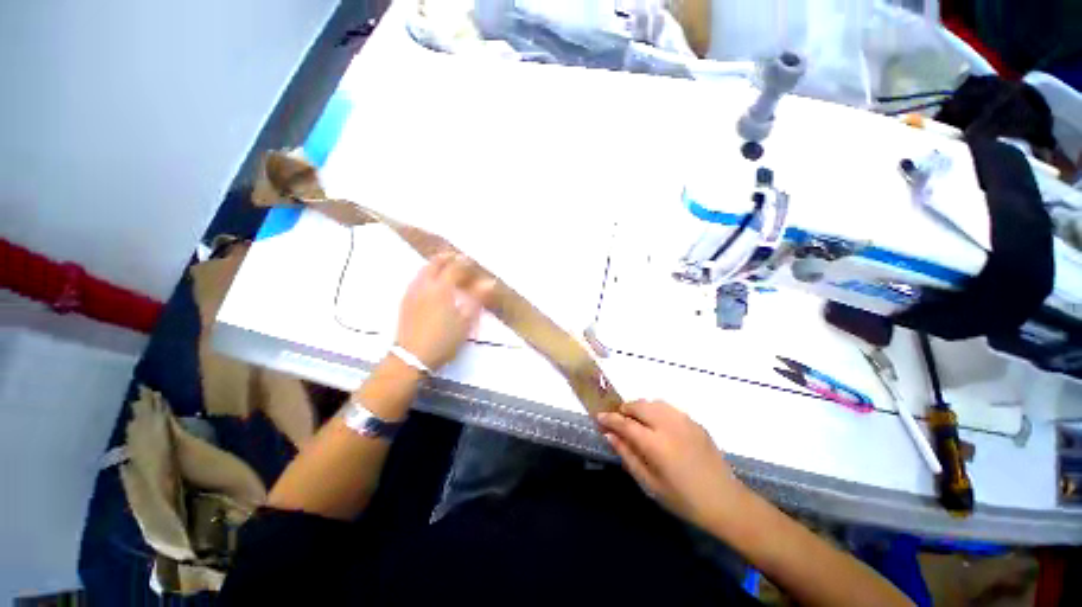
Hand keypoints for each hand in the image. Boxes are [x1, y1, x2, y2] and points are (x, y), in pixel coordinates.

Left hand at [396, 252, 494, 369]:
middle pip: (435, 263)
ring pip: (423, 270)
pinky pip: (416, 279)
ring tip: (444, 265)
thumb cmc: (443, 339)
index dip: (465, 262)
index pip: (454, 267)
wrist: (412, 356)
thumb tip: (489, 282)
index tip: (473, 261)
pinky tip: (430, 282)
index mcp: (441, 288)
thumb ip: (477, 298)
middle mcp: (424, 285)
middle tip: (457, 257)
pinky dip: (426, 273)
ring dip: (435, 264)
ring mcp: (412, 292)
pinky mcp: (405, 301)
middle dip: (447, 257)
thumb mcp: (465, 321)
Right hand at [597, 400, 746, 530]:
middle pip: (639, 405)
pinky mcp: (695, 422)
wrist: (726, 502)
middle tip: (618, 420)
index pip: (626, 423)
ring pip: (654, 403)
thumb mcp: (650, 484)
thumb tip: (609, 435)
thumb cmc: (684, 499)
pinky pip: (669, 409)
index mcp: (656, 444)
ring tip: (636, 420)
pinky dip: (657, 410)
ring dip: (640, 407)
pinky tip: (658, 425)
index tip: (599, 416)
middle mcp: (669, 426)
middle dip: (625, 409)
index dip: (610, 418)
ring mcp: (684, 421)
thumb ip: (628, 456)